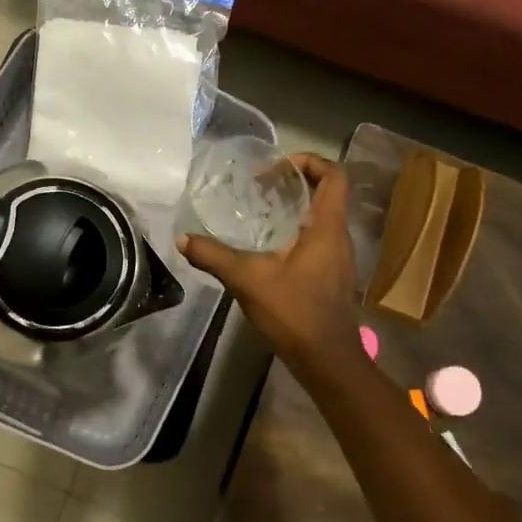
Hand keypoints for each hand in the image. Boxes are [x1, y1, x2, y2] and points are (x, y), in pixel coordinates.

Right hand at [177, 153, 361, 369]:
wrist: (328, 361)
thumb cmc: (295, 312)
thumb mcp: (248, 280)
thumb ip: (214, 257)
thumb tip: (183, 239)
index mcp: (327, 228)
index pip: (334, 176)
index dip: (310, 161)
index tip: (277, 166)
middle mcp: (339, 237)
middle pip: (326, 194)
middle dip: (294, 183)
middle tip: (259, 186)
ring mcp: (338, 259)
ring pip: (321, 219)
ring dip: (294, 209)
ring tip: (259, 211)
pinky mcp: (331, 277)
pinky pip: (316, 241)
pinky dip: (294, 233)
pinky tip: (266, 248)